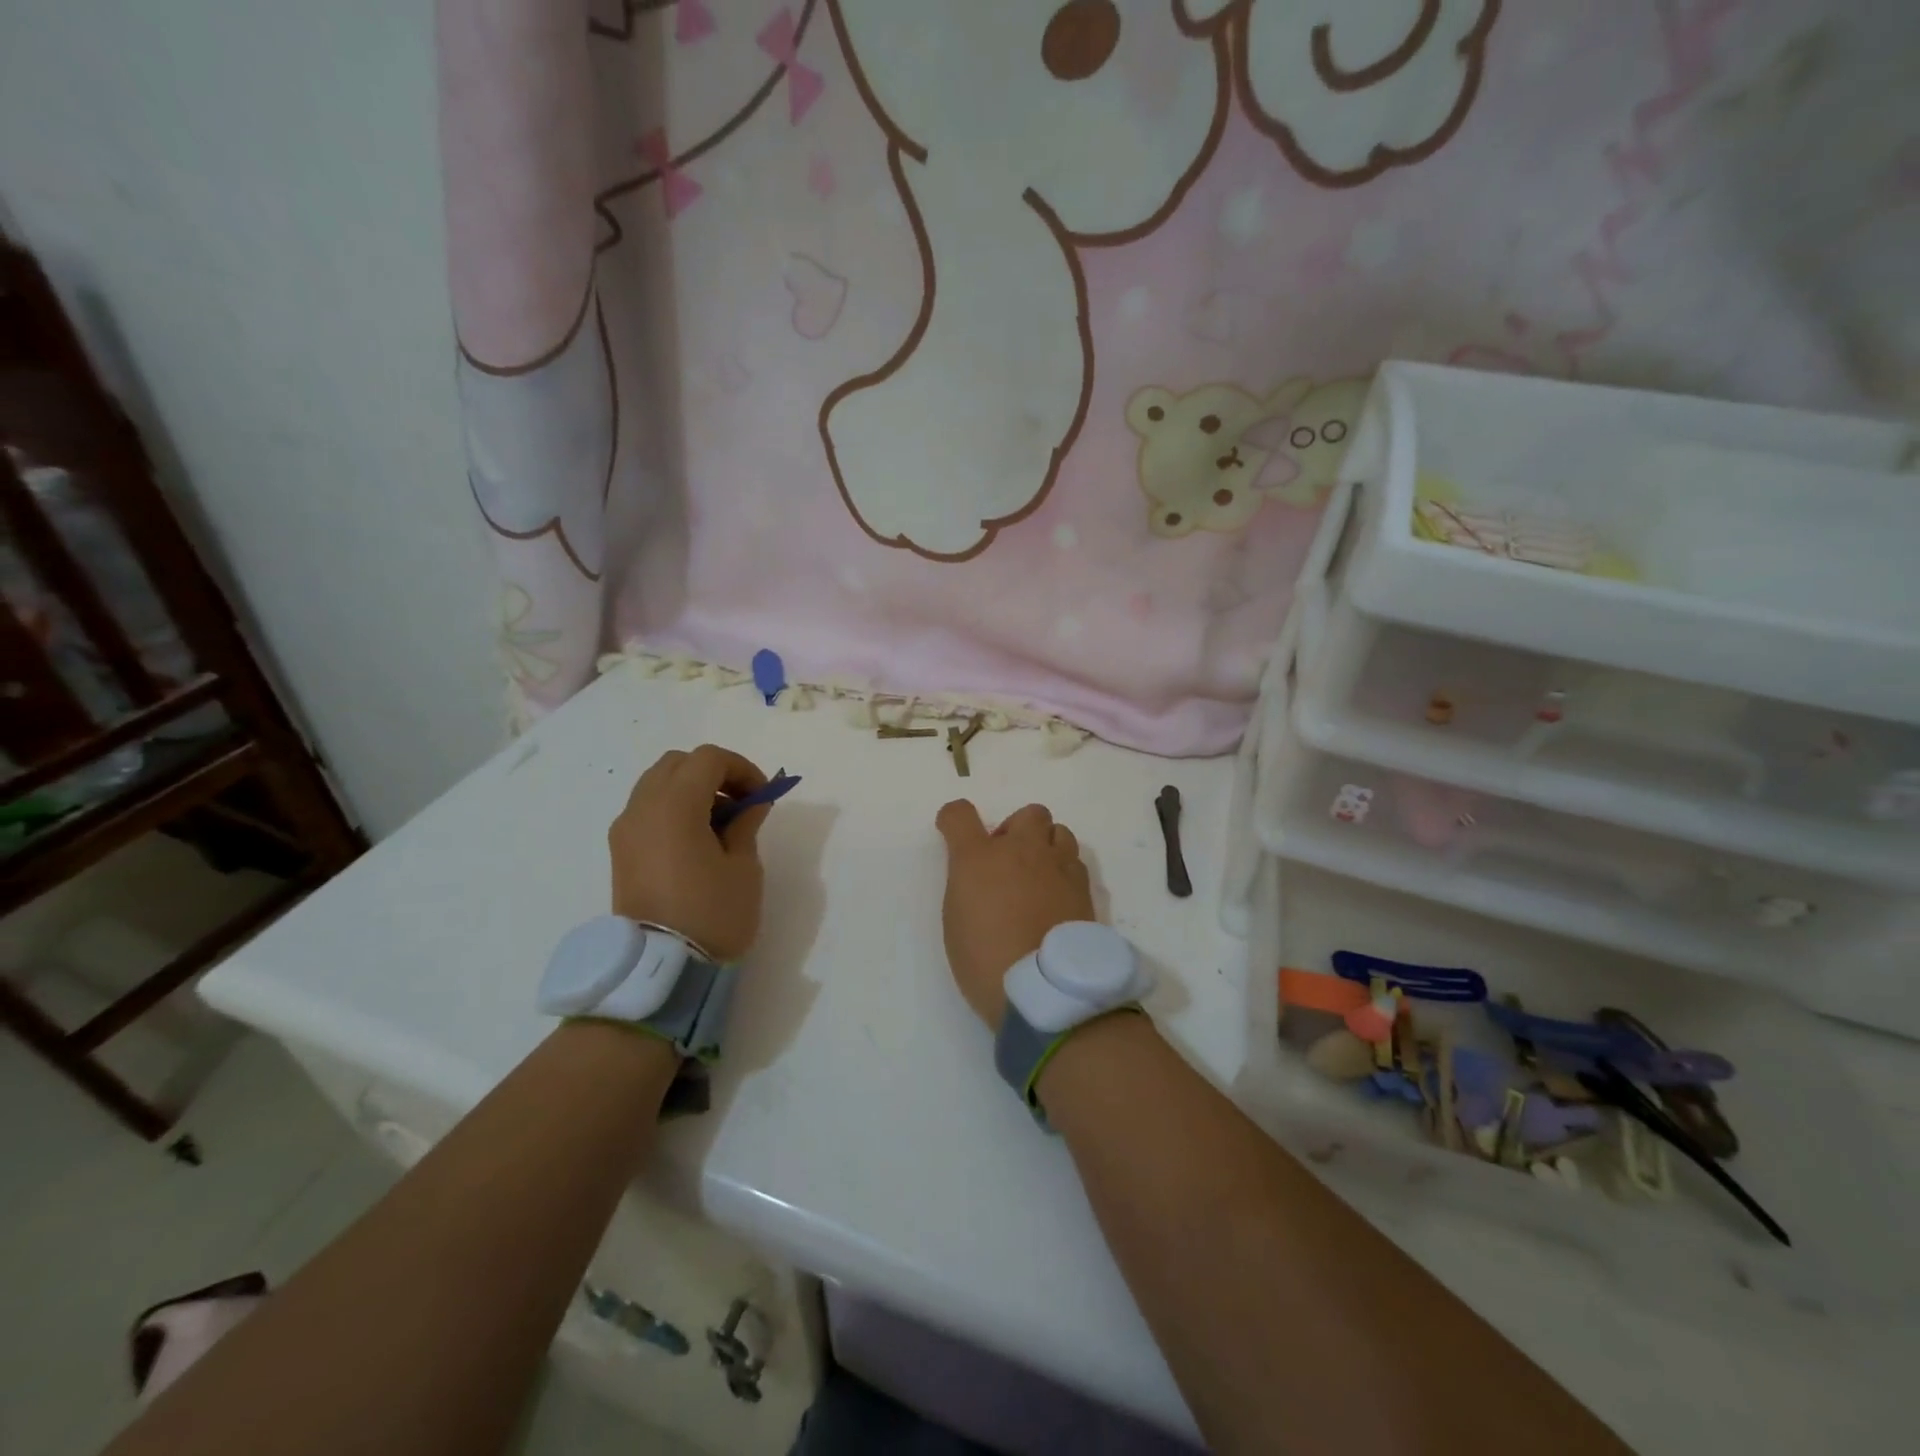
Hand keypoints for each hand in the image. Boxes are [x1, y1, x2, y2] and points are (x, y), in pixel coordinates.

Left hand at [610, 745, 770, 962]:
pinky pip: (647, 809)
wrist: (661, 970)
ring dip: (692, 790)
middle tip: (741, 803)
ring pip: (658, 784)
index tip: (762, 796)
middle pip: (678, 763)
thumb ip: (746, 823)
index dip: (741, 768)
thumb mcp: (743, 867)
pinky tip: (697, 840)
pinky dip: (673, 808)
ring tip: (720, 824)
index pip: (708, 759)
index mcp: (673, 806)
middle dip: (714, 773)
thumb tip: (750, 803)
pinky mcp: (620, 851)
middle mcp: (641, 808)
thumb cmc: (712, 914)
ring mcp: (625, 830)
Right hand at [935, 800, 1095, 1030]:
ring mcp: (1056, 865)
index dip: (953, 819)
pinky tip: (1057, 896)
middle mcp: (1020, 850)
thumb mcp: (957, 920)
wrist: (1043, 988)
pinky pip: (1074, 860)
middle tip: (1008, 861)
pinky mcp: (1082, 885)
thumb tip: (980, 874)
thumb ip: (967, 883)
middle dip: (1017, 830)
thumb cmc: (985, 960)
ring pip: (1058, 831)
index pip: (960, 814)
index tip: (953, 833)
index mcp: (978, 858)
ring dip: (1046, 846)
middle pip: (1028, 813)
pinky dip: (1064, 870)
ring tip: (1038, 877)